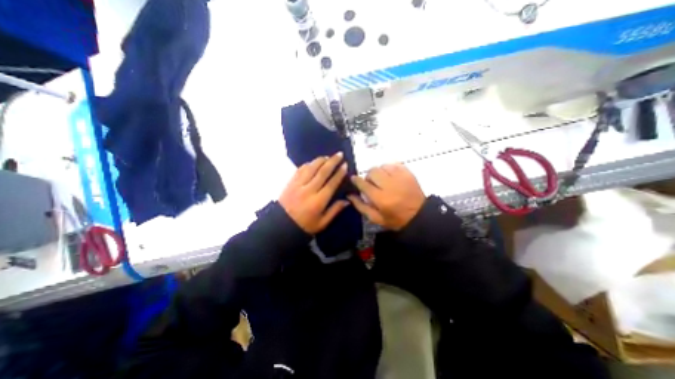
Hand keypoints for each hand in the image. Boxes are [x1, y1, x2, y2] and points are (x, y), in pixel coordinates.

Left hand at [278, 151, 348, 233]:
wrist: (281, 225)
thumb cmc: (304, 226)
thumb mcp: (322, 223)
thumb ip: (335, 210)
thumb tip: (347, 201)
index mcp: (318, 201)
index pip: (331, 183)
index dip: (339, 173)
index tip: (345, 165)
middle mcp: (309, 190)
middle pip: (322, 172)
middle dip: (332, 162)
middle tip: (339, 154)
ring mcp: (298, 185)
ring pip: (311, 168)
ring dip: (320, 160)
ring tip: (327, 156)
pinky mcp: (290, 183)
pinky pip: (300, 170)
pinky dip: (308, 164)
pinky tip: (313, 162)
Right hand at [345, 163, 422, 231]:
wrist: (419, 216)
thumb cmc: (395, 219)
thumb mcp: (376, 218)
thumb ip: (361, 206)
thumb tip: (349, 195)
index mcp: (381, 198)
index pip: (364, 184)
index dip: (356, 180)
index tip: (354, 179)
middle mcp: (389, 185)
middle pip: (372, 171)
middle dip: (368, 176)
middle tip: (371, 183)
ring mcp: (400, 177)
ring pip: (382, 166)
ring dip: (379, 172)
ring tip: (382, 179)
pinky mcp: (408, 173)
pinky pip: (394, 164)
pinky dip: (389, 168)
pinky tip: (390, 175)